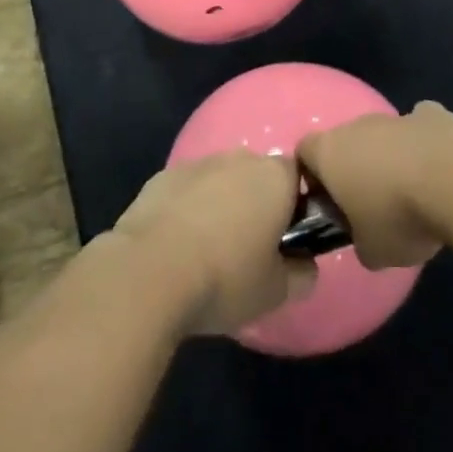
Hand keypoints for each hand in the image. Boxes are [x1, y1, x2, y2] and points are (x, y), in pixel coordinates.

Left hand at [110, 151, 316, 336]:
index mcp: (275, 177)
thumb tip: (304, 264)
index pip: (299, 176)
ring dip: (220, 203)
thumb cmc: (225, 278)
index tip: (286, 238)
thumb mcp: (276, 292)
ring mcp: (197, 164)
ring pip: (220, 180)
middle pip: (257, 174)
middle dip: (256, 202)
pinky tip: (176, 244)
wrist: (147, 273)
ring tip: (208, 249)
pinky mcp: (161, 177)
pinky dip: (187, 208)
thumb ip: (302, 274)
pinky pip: (186, 190)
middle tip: (249, 246)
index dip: (296, 204)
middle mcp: (239, 159)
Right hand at [298, 102, 452, 269]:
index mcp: (331, 151)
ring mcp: (403, 115)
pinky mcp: (442, 115)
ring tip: (422, 192)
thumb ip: (362, 243)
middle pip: (351, 141)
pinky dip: (439, 149)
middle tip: (378, 206)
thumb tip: (369, 240)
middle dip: (362, 168)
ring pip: (393, 133)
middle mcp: (362, 125)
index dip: (314, 177)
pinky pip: (432, 132)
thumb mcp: (373, 252)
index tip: (331, 205)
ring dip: (401, 156)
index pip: (305, 152)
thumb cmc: (399, 215)